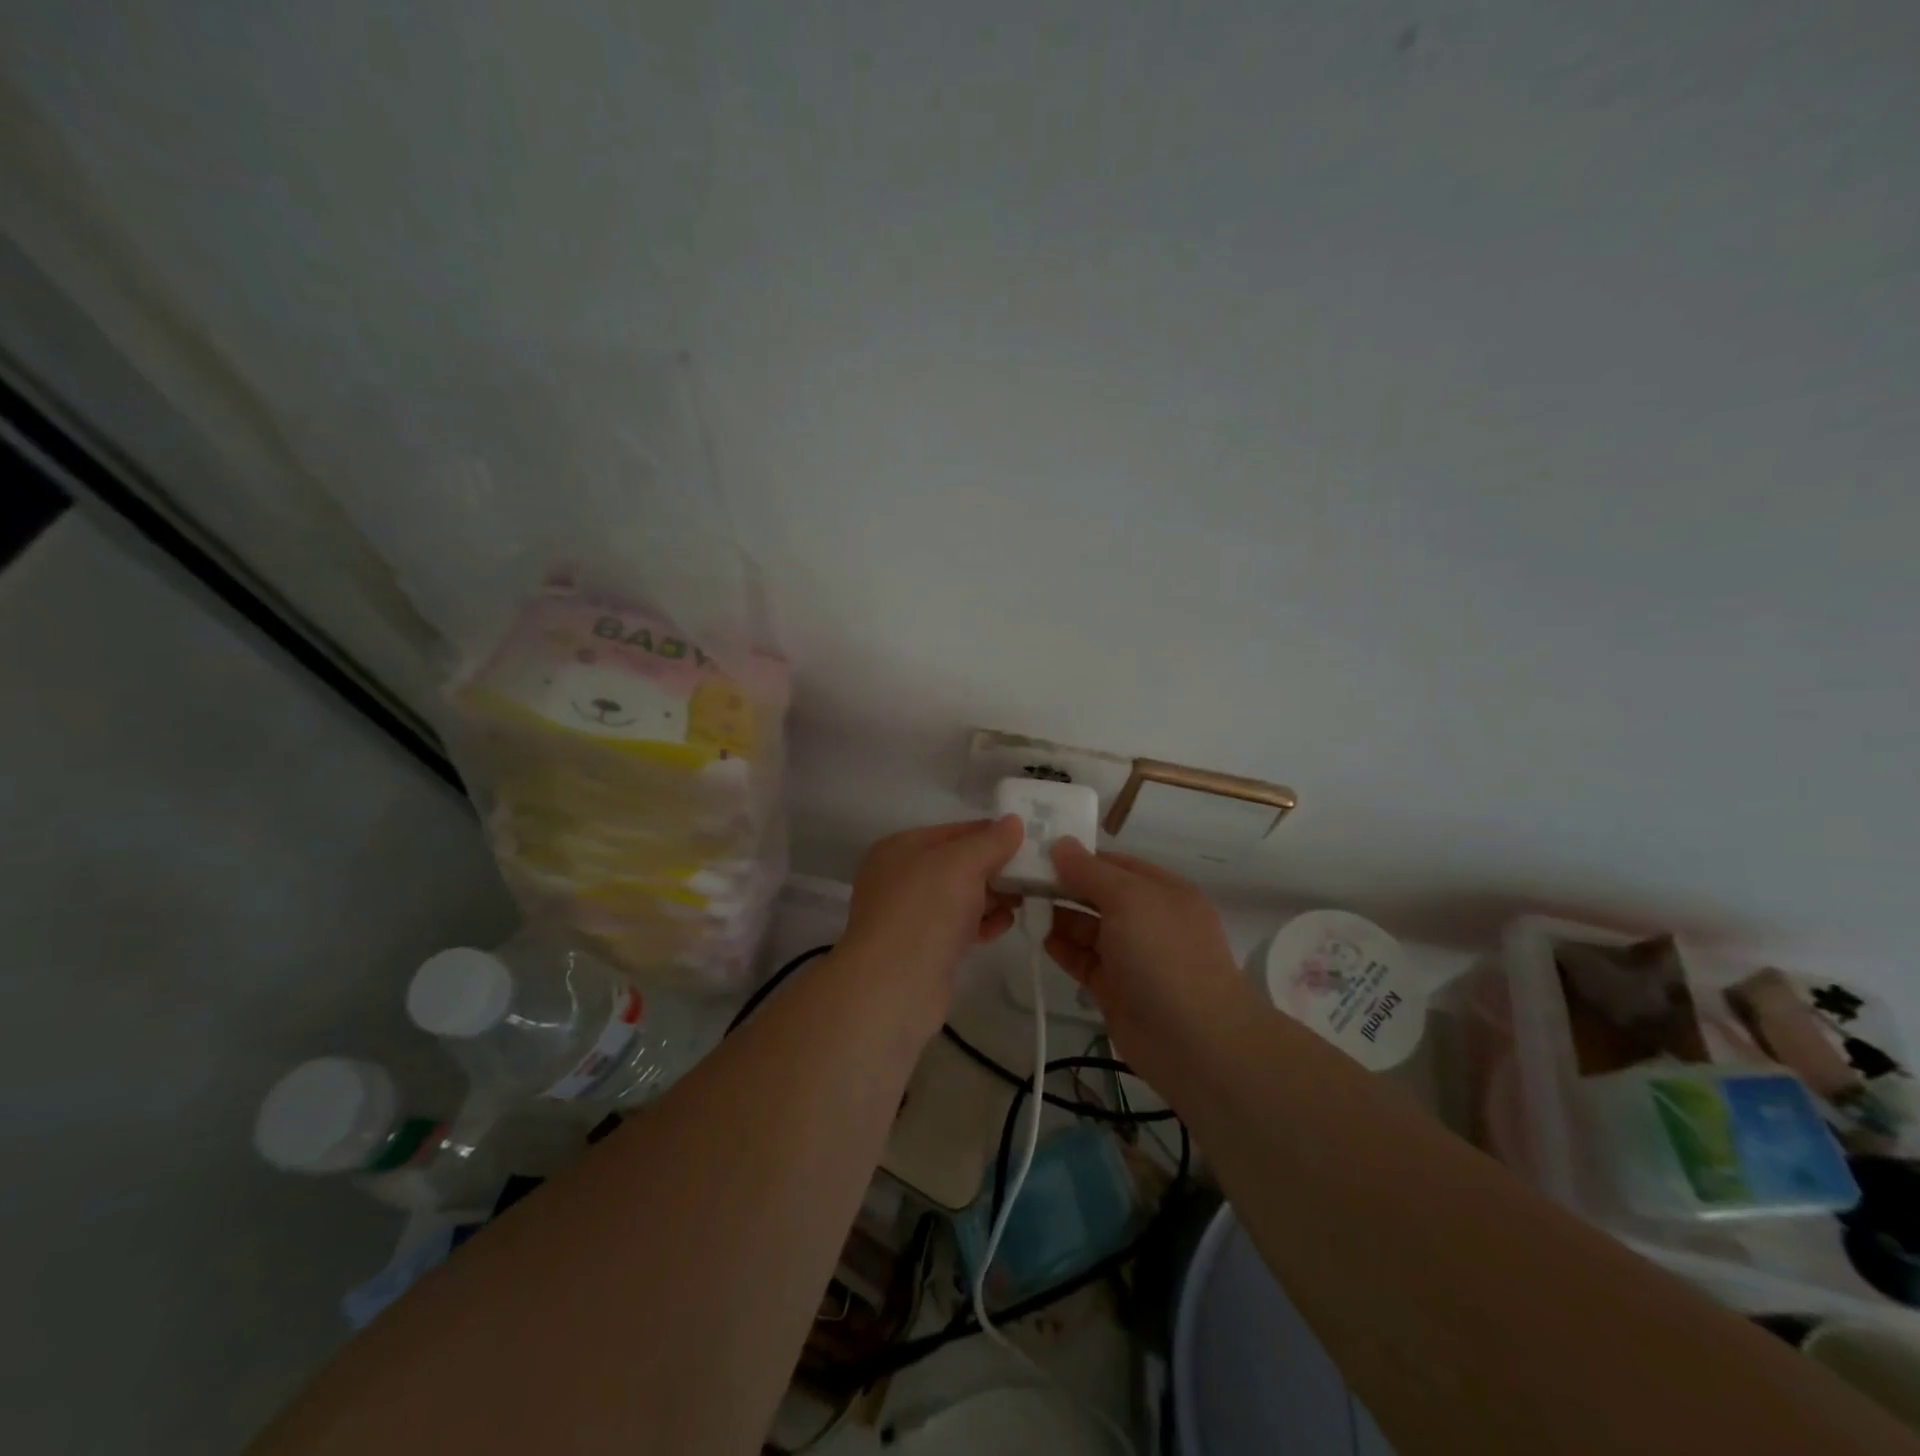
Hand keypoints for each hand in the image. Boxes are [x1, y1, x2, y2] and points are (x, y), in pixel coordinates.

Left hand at [837, 818, 1023, 1032]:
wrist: (895, 985)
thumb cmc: (926, 910)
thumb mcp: (963, 863)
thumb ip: (991, 841)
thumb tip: (1014, 822)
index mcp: (901, 848)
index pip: (955, 831)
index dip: (992, 834)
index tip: (1028, 841)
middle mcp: (901, 877)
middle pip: (958, 864)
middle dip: (995, 868)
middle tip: (1032, 875)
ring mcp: (910, 915)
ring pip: (960, 897)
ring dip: (992, 897)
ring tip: (1023, 900)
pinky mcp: (923, 948)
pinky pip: (958, 926)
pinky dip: (981, 923)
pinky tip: (1004, 924)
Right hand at [1046, 839, 1255, 1080]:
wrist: (1194, 1042)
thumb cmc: (1163, 955)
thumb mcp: (1128, 899)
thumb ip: (1089, 872)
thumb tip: (1060, 844)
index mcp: (1162, 890)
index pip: (1114, 864)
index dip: (1079, 857)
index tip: (1038, 853)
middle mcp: (1148, 919)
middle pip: (1099, 895)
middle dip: (1065, 886)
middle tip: (1022, 880)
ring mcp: (1132, 956)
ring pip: (1089, 928)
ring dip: (1061, 917)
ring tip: (1026, 907)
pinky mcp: (1115, 989)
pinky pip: (1084, 960)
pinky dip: (1064, 949)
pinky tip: (1043, 940)